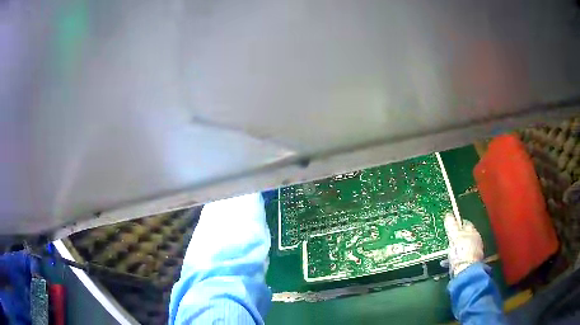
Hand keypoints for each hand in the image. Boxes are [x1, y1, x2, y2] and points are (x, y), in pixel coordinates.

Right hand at [443, 213, 483, 276]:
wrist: (466, 272)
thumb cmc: (461, 251)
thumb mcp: (454, 237)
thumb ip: (451, 226)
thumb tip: (448, 214)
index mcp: (473, 232)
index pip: (466, 223)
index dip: (458, 224)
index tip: (450, 226)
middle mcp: (476, 240)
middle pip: (466, 236)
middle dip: (458, 238)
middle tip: (449, 240)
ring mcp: (475, 252)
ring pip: (465, 247)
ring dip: (457, 249)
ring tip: (448, 254)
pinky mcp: (472, 263)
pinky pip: (463, 258)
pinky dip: (457, 259)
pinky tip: (450, 264)